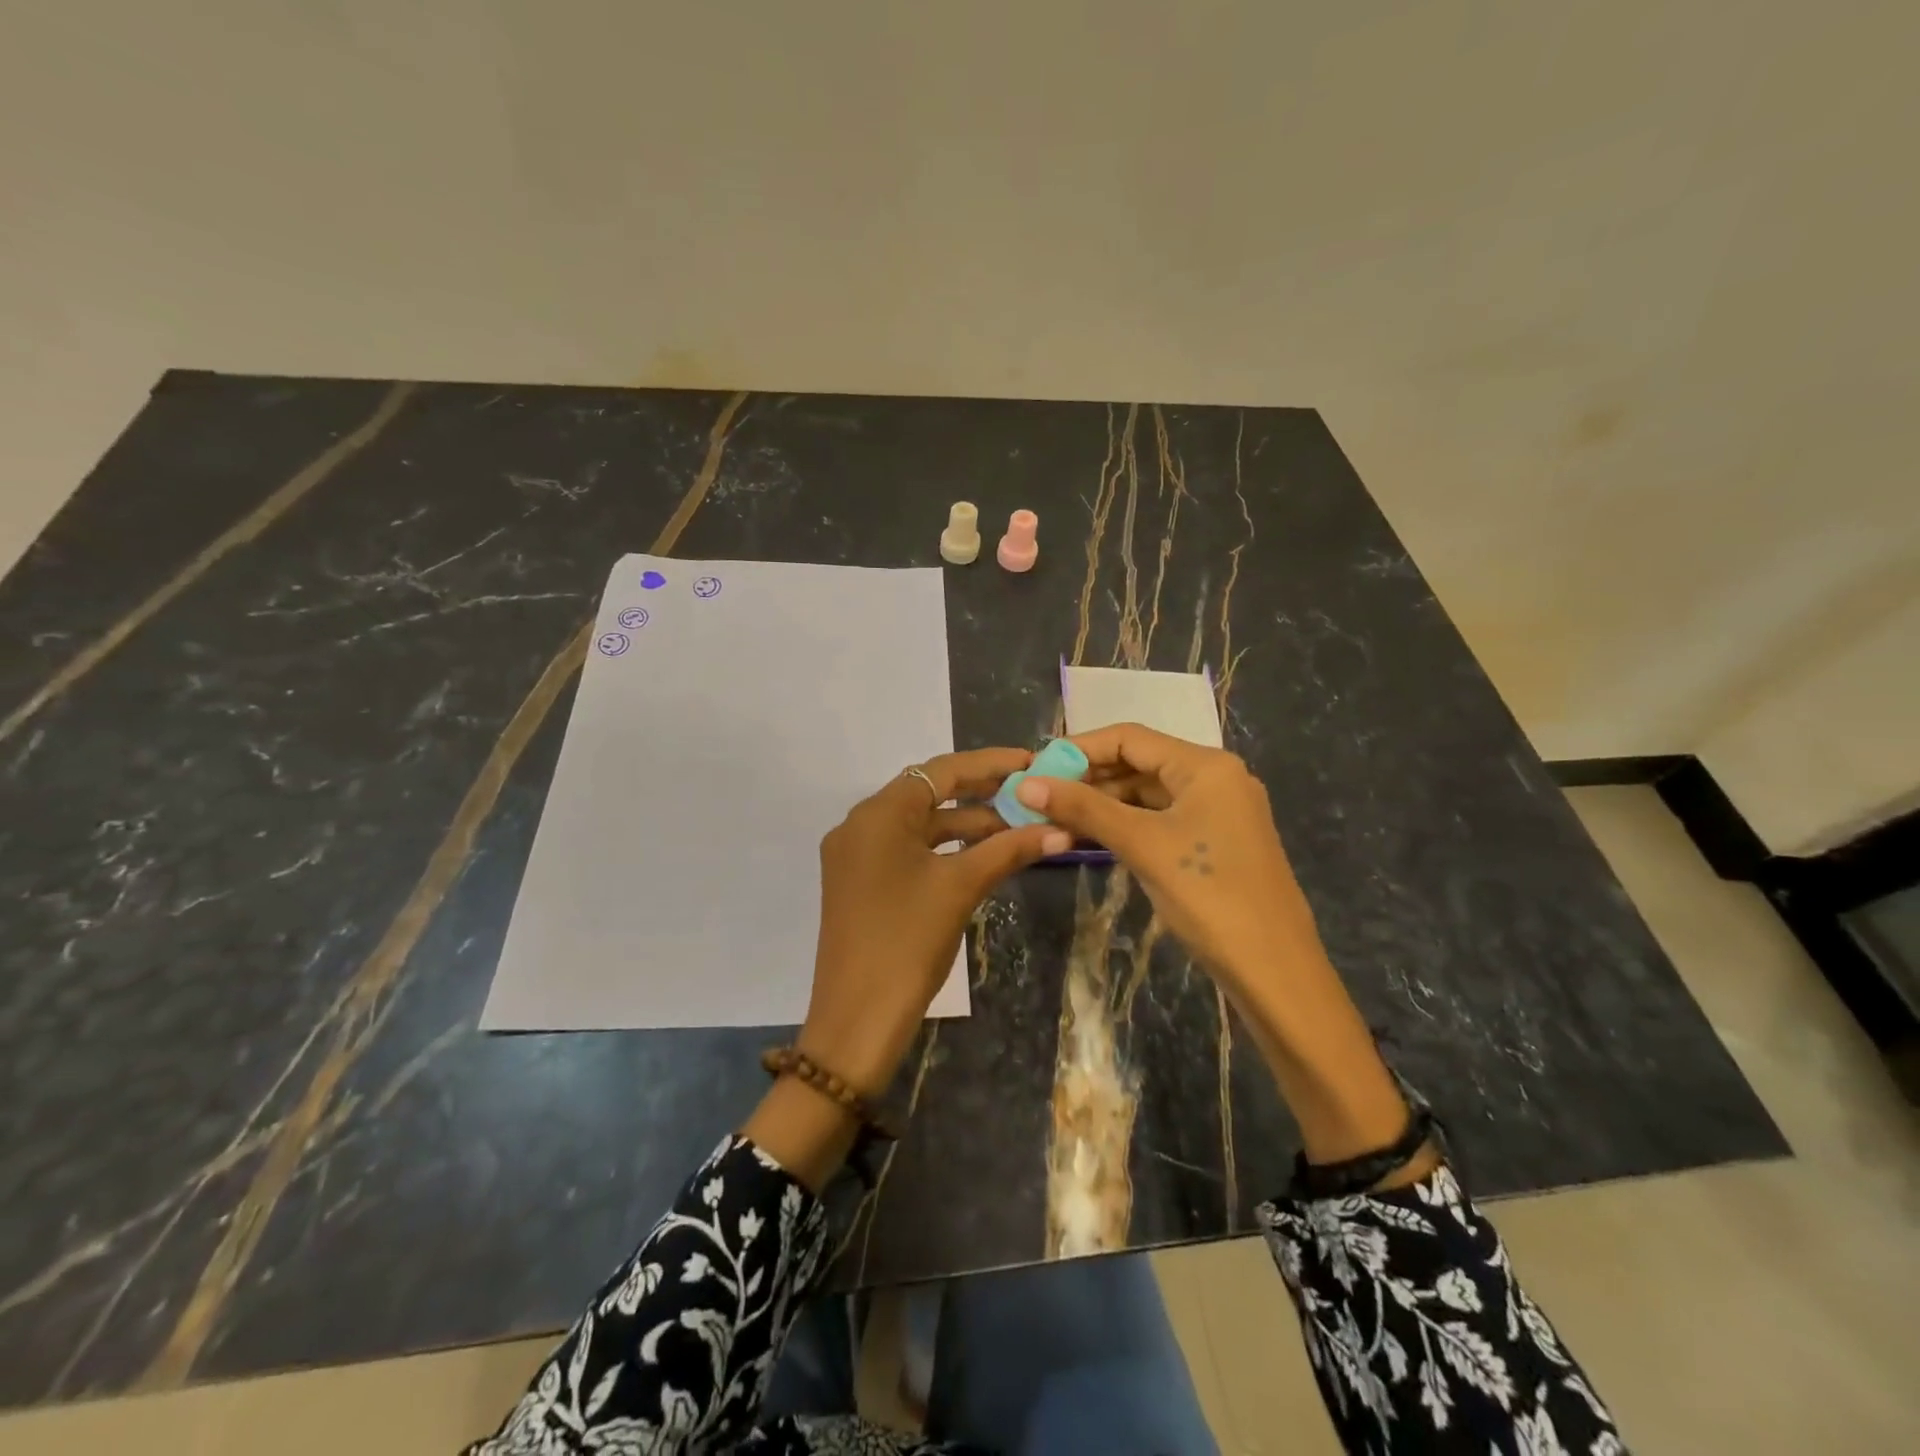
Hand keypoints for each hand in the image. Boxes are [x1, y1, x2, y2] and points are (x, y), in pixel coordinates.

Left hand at [800, 747, 1069, 1097]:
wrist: (856, 1019)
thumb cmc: (907, 943)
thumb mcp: (961, 888)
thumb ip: (1009, 850)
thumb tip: (1062, 830)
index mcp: (878, 814)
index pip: (940, 771)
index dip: (990, 764)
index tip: (1032, 762)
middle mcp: (861, 824)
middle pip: (928, 793)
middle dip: (981, 793)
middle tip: (1030, 793)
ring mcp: (856, 855)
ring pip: (920, 825)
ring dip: (966, 824)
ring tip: (1018, 828)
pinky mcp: (860, 882)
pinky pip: (908, 850)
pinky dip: (945, 849)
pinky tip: (982, 855)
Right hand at [1017, 724, 1423, 1168]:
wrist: (1274, 971)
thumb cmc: (1209, 896)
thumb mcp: (1142, 845)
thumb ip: (1084, 809)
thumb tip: (1025, 784)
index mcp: (1206, 766)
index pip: (1130, 737)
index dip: (1080, 748)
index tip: (1037, 767)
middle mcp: (1215, 778)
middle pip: (1139, 763)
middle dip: (1088, 777)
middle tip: (1039, 796)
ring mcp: (1217, 812)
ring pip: (1148, 794)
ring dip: (1103, 803)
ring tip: (1054, 818)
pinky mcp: (1214, 843)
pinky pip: (1160, 820)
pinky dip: (1125, 825)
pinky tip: (1090, 837)